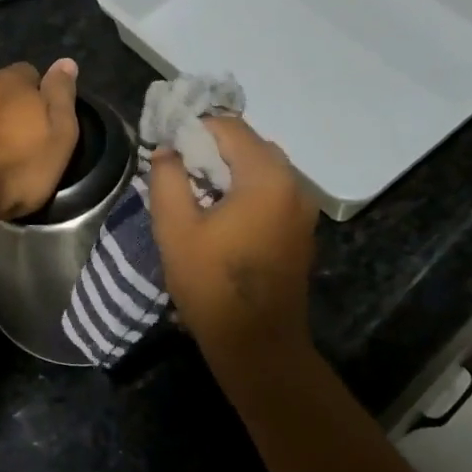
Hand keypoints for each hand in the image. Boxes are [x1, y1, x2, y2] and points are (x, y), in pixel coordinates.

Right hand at [147, 116, 319, 357]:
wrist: (257, 343)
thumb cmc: (212, 284)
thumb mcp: (174, 228)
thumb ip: (167, 178)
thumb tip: (168, 151)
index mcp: (266, 178)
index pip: (229, 127)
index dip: (194, 129)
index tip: (167, 148)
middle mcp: (294, 184)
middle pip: (250, 145)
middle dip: (212, 149)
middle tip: (179, 170)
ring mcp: (303, 208)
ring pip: (262, 169)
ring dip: (229, 170)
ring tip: (196, 193)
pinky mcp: (301, 230)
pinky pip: (272, 192)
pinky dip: (246, 190)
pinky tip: (222, 215)